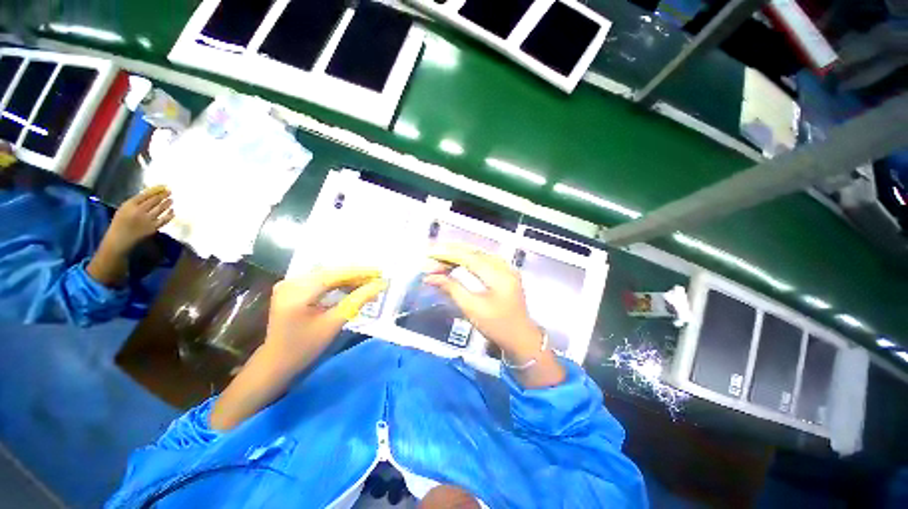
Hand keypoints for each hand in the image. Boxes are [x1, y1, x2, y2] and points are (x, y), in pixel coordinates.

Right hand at [104, 185, 174, 254]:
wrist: (119, 239)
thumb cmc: (120, 222)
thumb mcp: (124, 209)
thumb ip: (136, 202)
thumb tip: (151, 194)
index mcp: (129, 205)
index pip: (145, 195)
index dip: (156, 190)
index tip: (163, 187)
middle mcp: (139, 211)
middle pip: (154, 201)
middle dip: (164, 195)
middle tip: (170, 192)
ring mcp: (147, 220)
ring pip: (160, 209)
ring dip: (167, 203)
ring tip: (172, 200)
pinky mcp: (153, 228)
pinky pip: (164, 220)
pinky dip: (170, 215)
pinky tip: (173, 211)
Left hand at [263, 268, 386, 373]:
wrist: (276, 362)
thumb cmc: (305, 347)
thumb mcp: (334, 323)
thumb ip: (357, 301)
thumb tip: (379, 285)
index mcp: (297, 292)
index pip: (334, 275)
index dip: (359, 272)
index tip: (380, 272)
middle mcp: (291, 282)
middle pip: (331, 273)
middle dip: (356, 276)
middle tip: (377, 280)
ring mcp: (290, 284)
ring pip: (327, 275)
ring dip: (349, 279)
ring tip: (369, 284)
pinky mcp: (292, 288)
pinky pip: (320, 280)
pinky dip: (338, 284)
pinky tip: (352, 288)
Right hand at [425, 244, 543, 364]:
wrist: (520, 338)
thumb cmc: (496, 326)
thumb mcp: (471, 308)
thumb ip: (451, 288)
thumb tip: (430, 277)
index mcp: (499, 275)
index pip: (469, 257)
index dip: (448, 254)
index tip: (429, 254)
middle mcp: (504, 266)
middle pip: (474, 252)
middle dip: (451, 252)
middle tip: (432, 255)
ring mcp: (507, 268)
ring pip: (479, 254)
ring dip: (459, 254)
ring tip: (441, 257)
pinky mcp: (506, 273)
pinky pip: (485, 259)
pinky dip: (469, 259)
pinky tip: (458, 261)